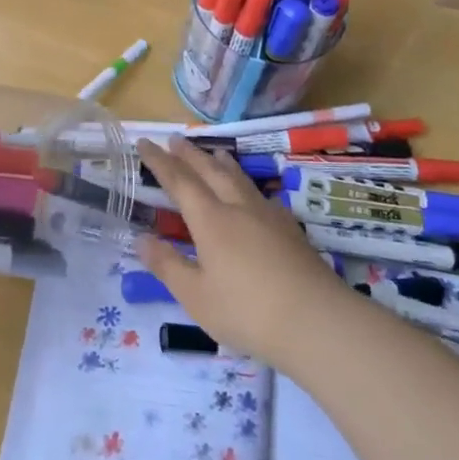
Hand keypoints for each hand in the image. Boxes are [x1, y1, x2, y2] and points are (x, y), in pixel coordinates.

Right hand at [133, 137, 349, 370]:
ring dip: (221, 163)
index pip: (179, 181)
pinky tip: (252, 194)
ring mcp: (268, 216)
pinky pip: (260, 195)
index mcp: (210, 220)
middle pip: (210, 171)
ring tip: (214, 153)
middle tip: (174, 138)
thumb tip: (141, 239)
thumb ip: (168, 265)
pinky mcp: (290, 230)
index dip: (159, 161)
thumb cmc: (247, 311)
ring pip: (239, 179)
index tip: (145, 143)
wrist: (317, 321)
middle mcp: (238, 208)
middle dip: (189, 154)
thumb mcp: (196, 296)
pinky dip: (246, 184)